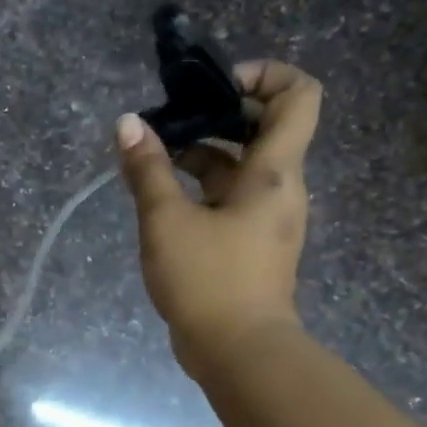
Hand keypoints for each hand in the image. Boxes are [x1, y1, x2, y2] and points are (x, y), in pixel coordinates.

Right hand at [117, 59, 320, 379]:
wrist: (238, 351)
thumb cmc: (208, 279)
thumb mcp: (166, 221)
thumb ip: (147, 170)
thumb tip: (128, 124)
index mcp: (275, 171)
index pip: (298, 95)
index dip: (263, 75)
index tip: (214, 88)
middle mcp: (281, 188)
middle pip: (264, 128)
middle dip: (216, 116)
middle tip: (170, 122)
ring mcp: (268, 219)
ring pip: (242, 167)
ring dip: (202, 155)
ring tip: (153, 160)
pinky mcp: (252, 245)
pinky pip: (231, 199)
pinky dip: (202, 189)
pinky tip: (162, 199)